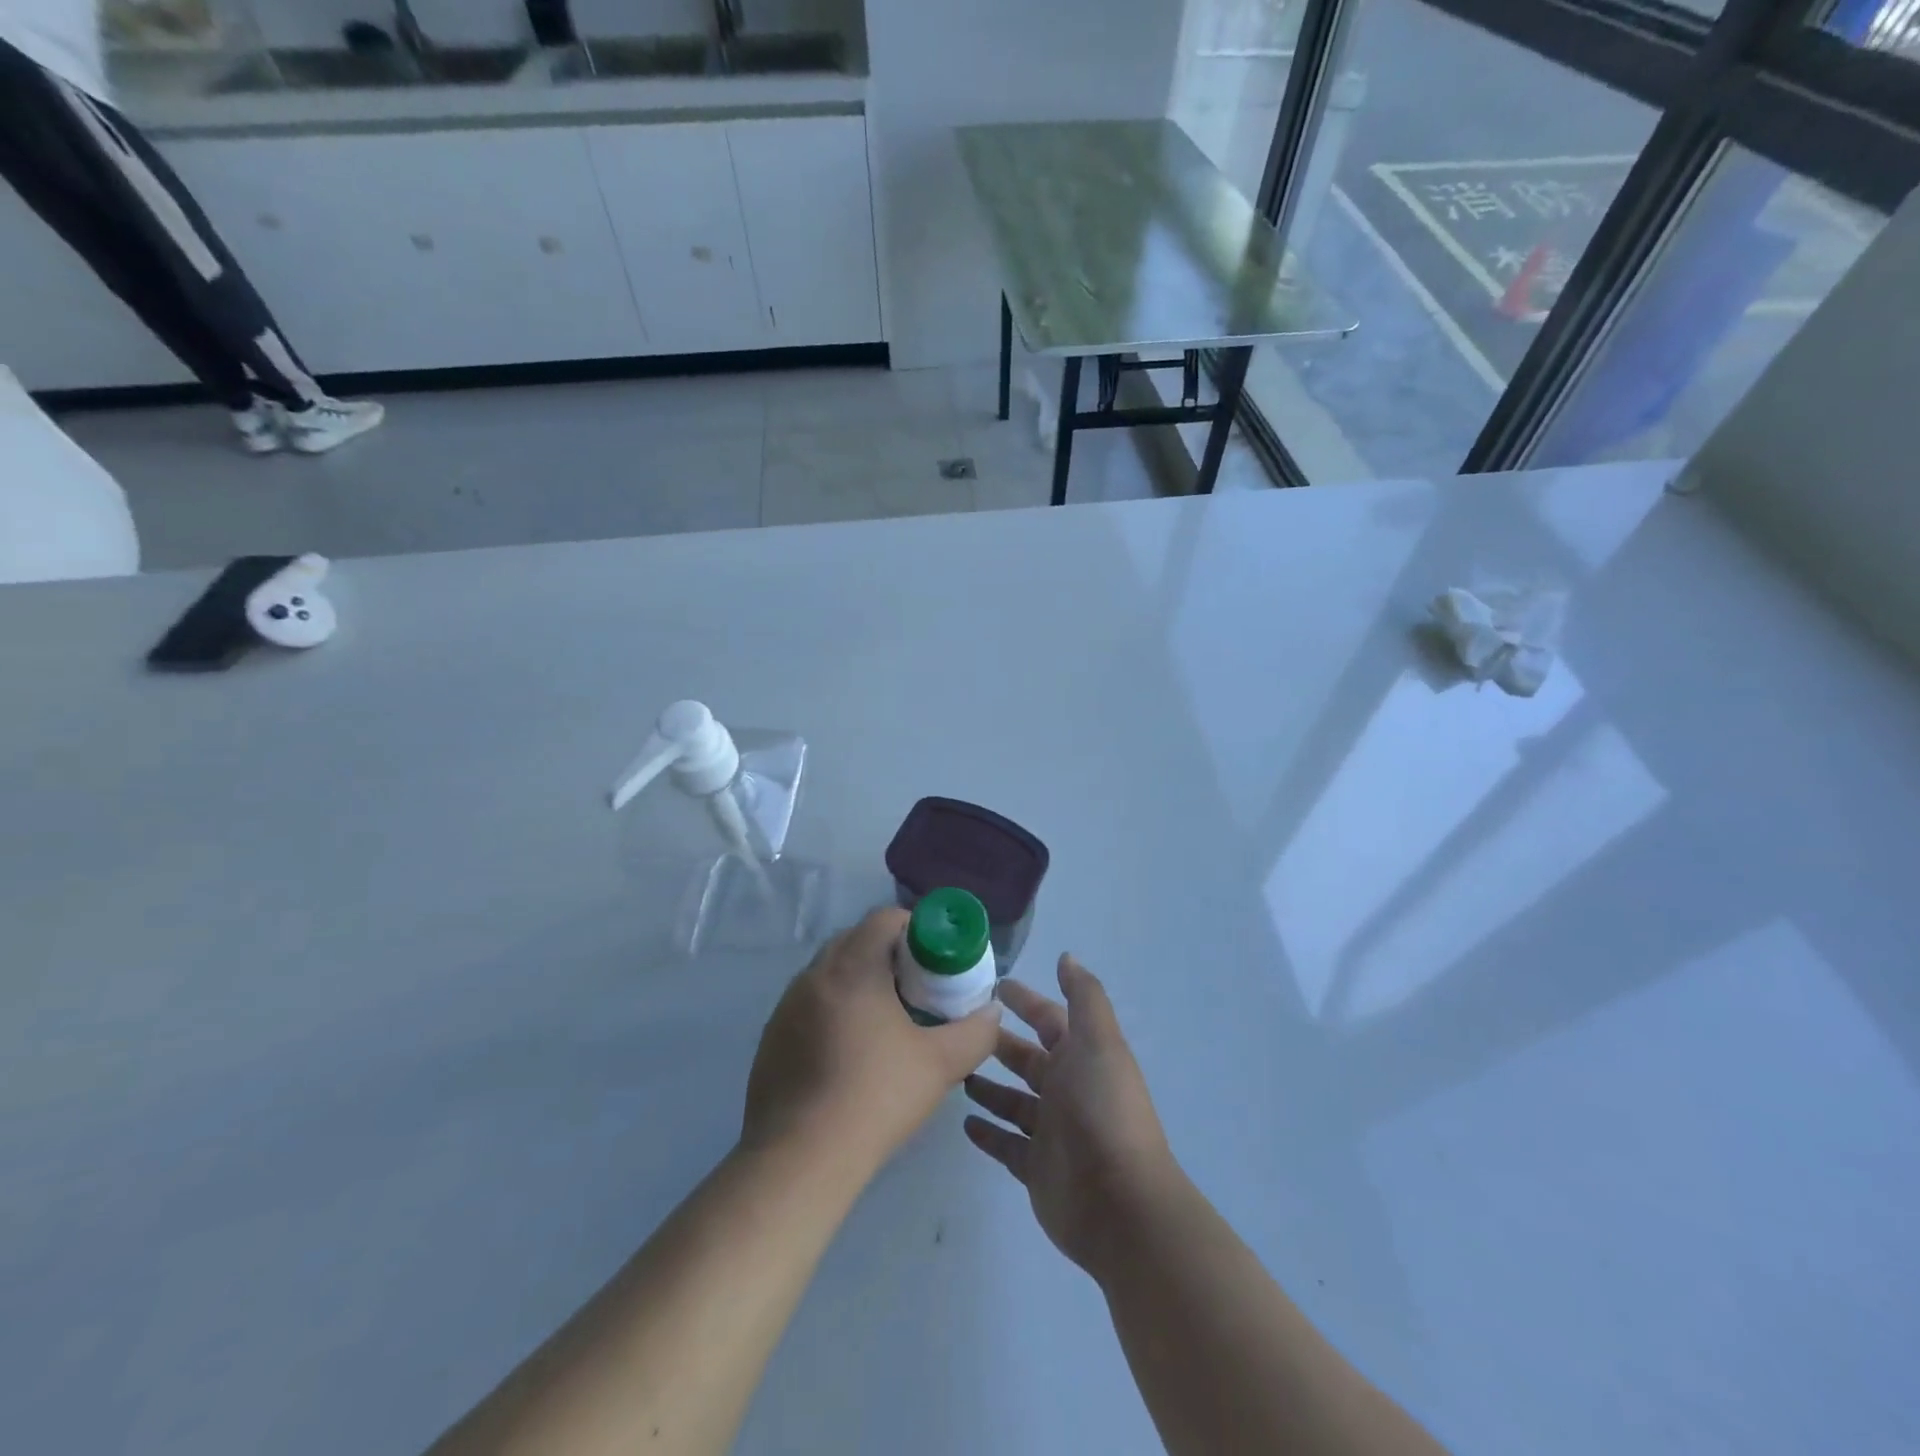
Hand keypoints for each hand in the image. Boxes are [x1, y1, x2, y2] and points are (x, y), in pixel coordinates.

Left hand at [742, 908, 1000, 1176]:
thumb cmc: (876, 1097)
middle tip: (917, 988)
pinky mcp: (772, 1035)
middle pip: (856, 940)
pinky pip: (810, 1003)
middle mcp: (814, 974)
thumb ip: (976, 1032)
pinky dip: (833, 1009)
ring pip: (830, 972)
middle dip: (889, 954)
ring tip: (885, 1020)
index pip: (884, 918)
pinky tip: (849, 1052)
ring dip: (859, 981)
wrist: (800, 1159)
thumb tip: (993, 1011)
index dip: (915, 928)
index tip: (935, 959)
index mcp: (852, 967)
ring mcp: (786, 1005)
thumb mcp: (941, 1064)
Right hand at [963, 954, 1178, 1277]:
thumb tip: (1066, 957)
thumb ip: (1083, 996)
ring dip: (988, 1087)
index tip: (992, 986)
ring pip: (1013, 1100)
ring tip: (954, 1072)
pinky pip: (1005, 1144)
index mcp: (1081, 1056)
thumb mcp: (1098, 1040)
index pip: (1048, 1019)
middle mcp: (1066, 1088)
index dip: (1025, 1001)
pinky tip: (963, 1122)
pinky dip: (987, 1133)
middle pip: (1026, 1059)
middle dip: (998, 1042)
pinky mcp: (1035, 1168)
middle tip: (957, 1029)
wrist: (1119, 1202)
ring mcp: (1050, 1131)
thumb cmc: (1103, 1109)